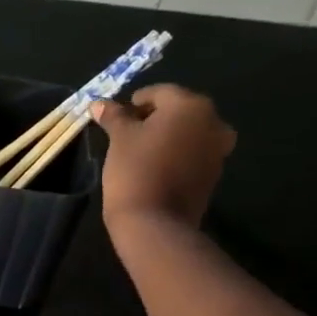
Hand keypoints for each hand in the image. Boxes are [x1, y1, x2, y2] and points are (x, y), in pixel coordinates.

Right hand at [92, 85, 235, 231]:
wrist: (155, 222)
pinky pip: (193, 154)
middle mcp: (213, 122)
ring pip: (188, 133)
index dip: (136, 102)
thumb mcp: (119, 138)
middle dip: (154, 118)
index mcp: (191, 105)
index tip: (118, 116)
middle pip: (178, 111)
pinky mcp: (214, 174)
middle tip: (128, 132)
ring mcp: (218, 150)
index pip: (160, 93)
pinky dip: (177, 154)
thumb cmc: (135, 170)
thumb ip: (113, 116)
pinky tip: (156, 167)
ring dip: (167, 137)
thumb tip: (98, 103)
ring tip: (141, 151)